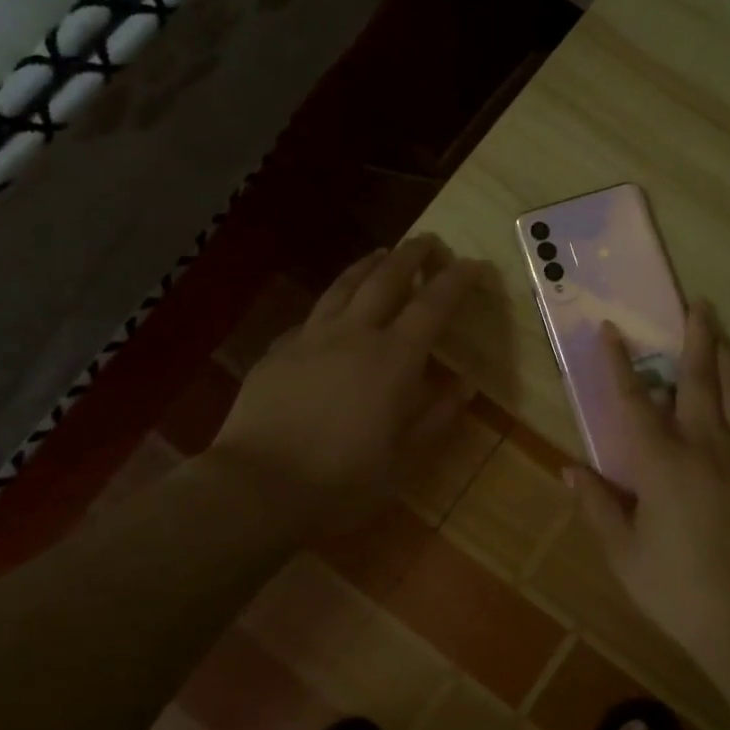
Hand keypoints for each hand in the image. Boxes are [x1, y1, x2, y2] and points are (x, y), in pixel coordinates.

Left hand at [213, 235, 486, 528]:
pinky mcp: (278, 351)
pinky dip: (332, 303)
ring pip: (344, 285)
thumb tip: (463, 386)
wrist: (256, 487)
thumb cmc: (341, 480)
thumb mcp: (402, 459)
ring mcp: (311, 338)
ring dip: (369, 264)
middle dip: (412, 254)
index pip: (433, 305)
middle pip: (387, 278)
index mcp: (394, 359)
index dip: (456, 280)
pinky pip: (312, 315)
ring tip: (382, 253)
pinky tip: (332, 309)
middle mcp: (355, 334)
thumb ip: (436, 417)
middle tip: (429, 242)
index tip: (473, 264)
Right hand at [564, 301, 729, 660]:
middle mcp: (703, 446)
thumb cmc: (676, 587)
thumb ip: (597, 504)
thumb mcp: (624, 552)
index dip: (618, 364)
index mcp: (661, 462)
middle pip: (698, 380)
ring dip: (727, 358)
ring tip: (723, 333)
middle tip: (698, 303)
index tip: (611, 329)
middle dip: (696, 338)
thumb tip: (569, 469)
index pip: (634, 401)